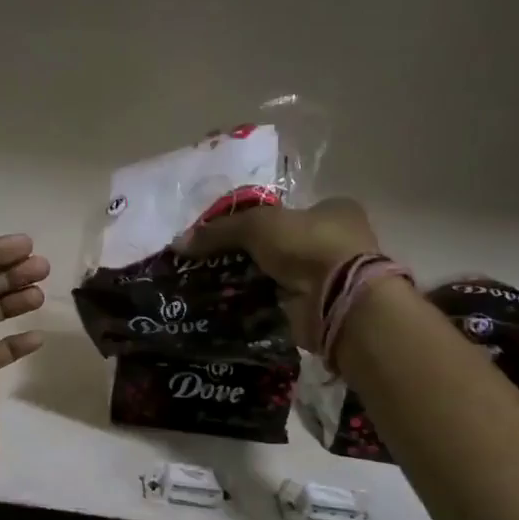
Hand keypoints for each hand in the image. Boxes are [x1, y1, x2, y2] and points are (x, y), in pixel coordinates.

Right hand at [175, 197, 380, 349]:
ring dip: (250, 283)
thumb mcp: (257, 225)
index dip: (254, 223)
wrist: (339, 300)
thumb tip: (179, 242)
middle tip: (212, 265)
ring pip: (277, 276)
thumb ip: (220, 231)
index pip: (286, 212)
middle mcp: (335, 242)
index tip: (224, 237)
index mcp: (333, 210)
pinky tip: (227, 308)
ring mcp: (328, 278)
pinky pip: (277, 304)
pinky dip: (256, 306)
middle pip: (279, 246)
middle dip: (248, 256)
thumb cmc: (309, 246)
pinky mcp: (317, 309)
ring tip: (211, 289)